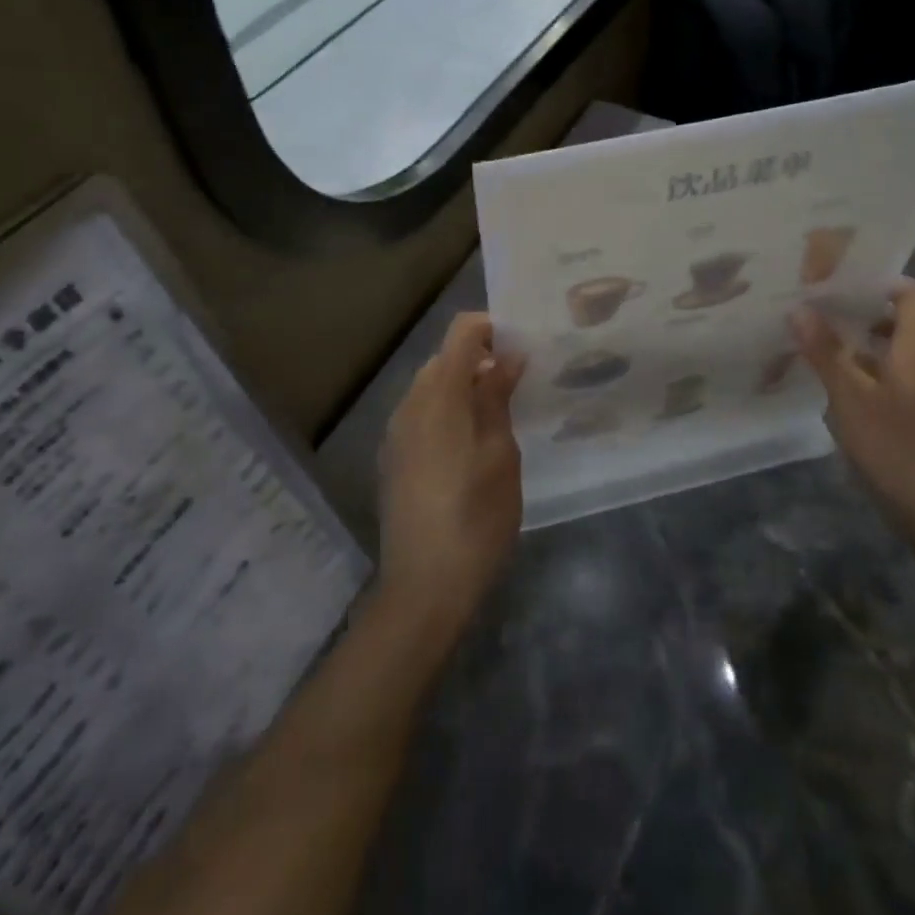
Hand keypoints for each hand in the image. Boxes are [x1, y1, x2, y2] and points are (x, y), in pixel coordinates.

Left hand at [377, 313, 524, 638]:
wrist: (424, 586)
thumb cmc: (476, 516)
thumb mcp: (501, 454)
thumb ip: (497, 397)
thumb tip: (506, 357)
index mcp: (439, 395)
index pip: (461, 333)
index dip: (491, 327)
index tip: (522, 344)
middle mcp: (409, 404)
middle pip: (444, 359)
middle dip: (480, 360)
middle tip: (519, 384)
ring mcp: (395, 432)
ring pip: (431, 388)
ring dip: (463, 388)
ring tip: (499, 415)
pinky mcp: (392, 458)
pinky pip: (421, 415)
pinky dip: (446, 412)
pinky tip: (470, 446)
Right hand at [791, 281, 914, 548]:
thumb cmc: (896, 449)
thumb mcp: (850, 399)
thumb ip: (825, 353)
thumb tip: (799, 308)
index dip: (889, 283)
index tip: (849, 282)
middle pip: (906, 325)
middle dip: (865, 315)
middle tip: (823, 313)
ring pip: (898, 356)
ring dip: (864, 347)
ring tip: (822, 349)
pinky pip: (896, 382)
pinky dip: (870, 376)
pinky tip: (841, 392)